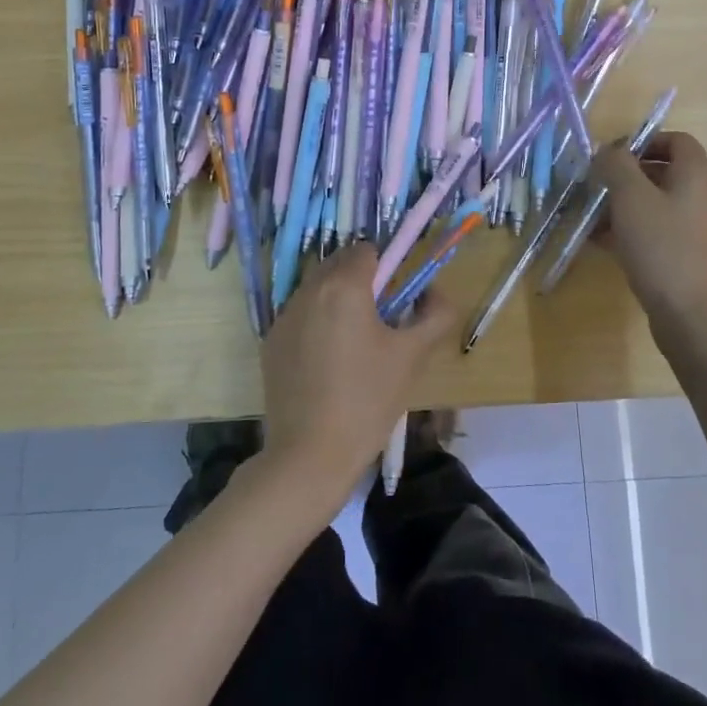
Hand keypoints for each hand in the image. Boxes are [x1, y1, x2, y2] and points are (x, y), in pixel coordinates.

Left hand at [258, 244, 455, 505]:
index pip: (366, 250)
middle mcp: (309, 291)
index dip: (386, 266)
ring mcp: (284, 316)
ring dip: (336, 299)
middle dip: (360, 279)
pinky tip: (327, 361)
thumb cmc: (367, 401)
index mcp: (344, 287)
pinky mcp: (270, 342)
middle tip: (380, 317)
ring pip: (316, 288)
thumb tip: (436, 294)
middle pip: (338, 264)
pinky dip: (315, 322)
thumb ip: (435, 315)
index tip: (396, 296)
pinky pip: (299, 315)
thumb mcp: (412, 356)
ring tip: (354, 341)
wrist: (309, 455)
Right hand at [588, 131, 706, 337]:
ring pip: (657, 204)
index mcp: (697, 174)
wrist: (695, 318)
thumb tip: (608, 151)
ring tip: (590, 216)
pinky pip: (657, 231)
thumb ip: (616, 165)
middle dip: (626, 175)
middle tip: (594, 185)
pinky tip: (601, 243)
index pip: (676, 140)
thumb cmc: (663, 248)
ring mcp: (698, 229)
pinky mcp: (689, 256)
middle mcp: (704, 196)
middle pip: (664, 171)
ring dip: (623, 205)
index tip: (610, 155)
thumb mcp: (631, 198)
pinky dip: (631, 230)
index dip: (643, 140)